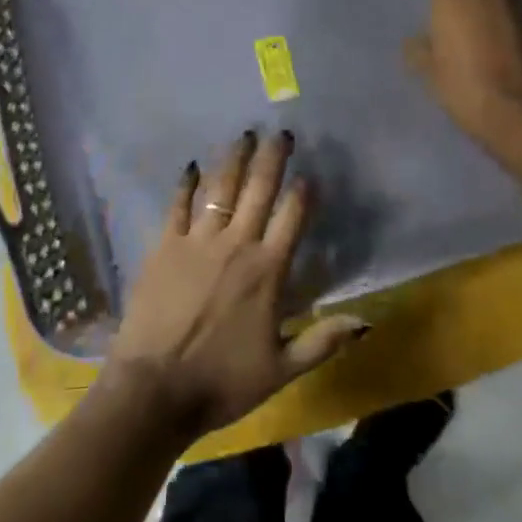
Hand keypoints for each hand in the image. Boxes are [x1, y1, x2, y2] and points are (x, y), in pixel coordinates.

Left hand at [102, 131, 368, 440]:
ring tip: (244, 135)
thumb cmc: (222, 382)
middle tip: (280, 132)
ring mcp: (198, 240)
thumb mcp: (281, 370)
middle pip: (259, 190)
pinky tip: (192, 166)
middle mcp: (236, 244)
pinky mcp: (165, 245)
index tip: (310, 173)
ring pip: (221, 188)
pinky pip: (178, 206)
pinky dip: (187, 184)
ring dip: (235, 159)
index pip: (293, 217)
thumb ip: (323, 341)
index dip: (303, 192)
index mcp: (267, 270)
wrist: (154, 389)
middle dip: (272, 158)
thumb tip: (367, 322)